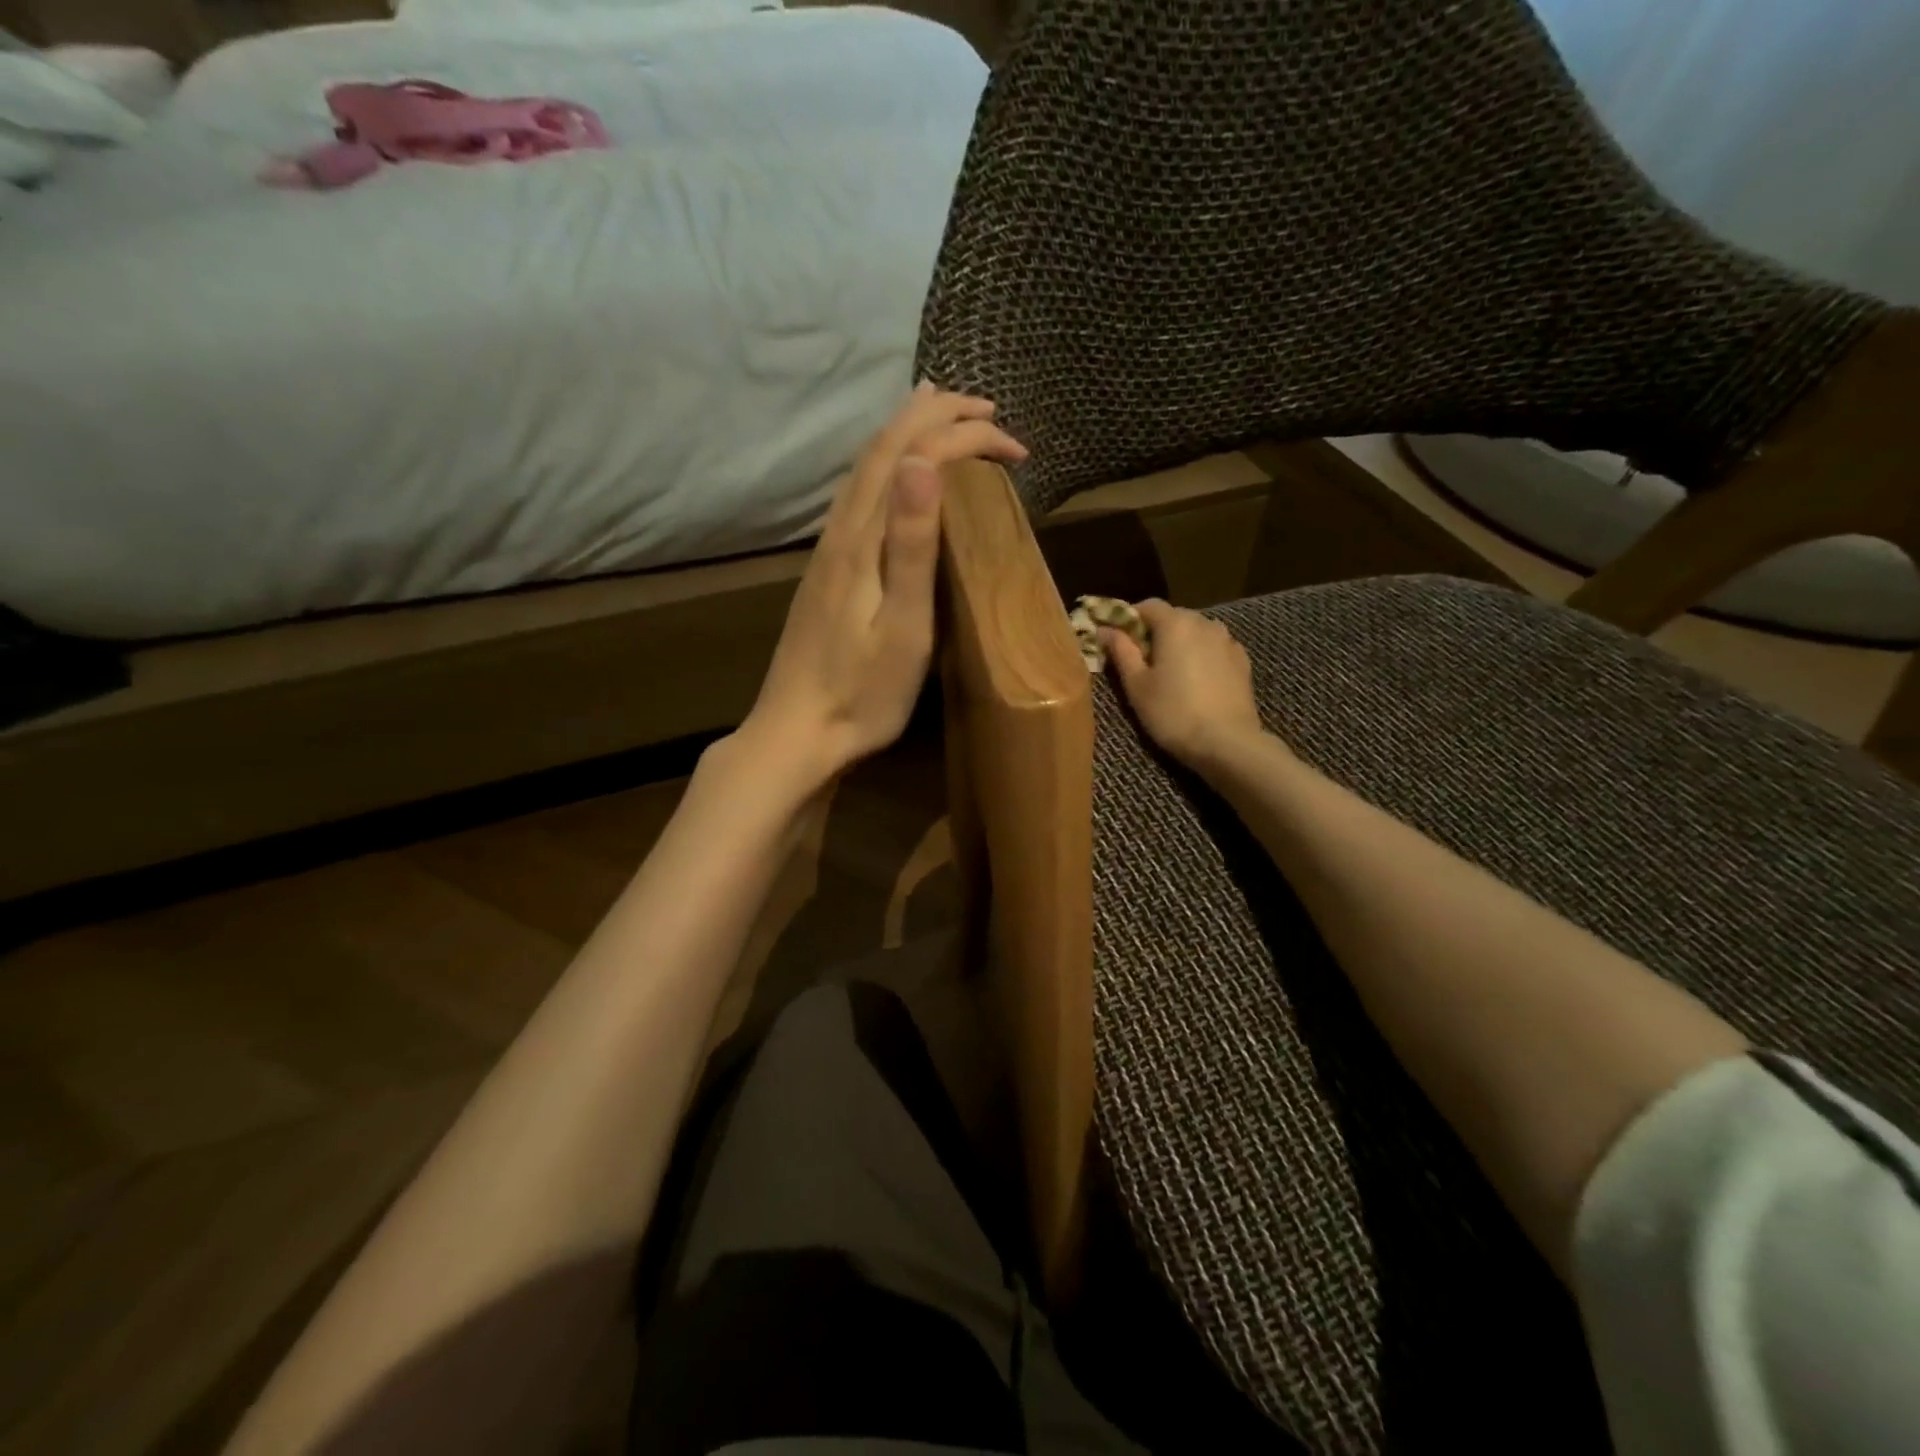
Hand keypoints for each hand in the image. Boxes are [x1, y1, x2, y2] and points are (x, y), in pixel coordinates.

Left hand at [737, 384, 1026, 786]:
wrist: (798, 732)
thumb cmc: (863, 691)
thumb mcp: (902, 625)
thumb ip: (911, 544)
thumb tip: (924, 461)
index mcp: (862, 540)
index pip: (914, 458)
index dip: (965, 438)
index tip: (1017, 448)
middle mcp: (841, 532)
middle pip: (884, 450)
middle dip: (936, 417)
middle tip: (987, 409)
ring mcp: (828, 551)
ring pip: (867, 469)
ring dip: (908, 433)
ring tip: (939, 413)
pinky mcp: (827, 572)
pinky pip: (859, 495)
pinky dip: (888, 467)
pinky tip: (897, 479)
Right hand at [1102, 599, 1267, 769]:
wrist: (1227, 742)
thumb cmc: (1172, 713)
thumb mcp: (1137, 685)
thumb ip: (1121, 651)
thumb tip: (1104, 629)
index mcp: (1175, 624)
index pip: (1148, 605)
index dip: (1129, 618)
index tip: (1117, 639)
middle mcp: (1204, 623)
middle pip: (1173, 617)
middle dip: (1154, 632)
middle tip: (1140, 661)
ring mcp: (1228, 641)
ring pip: (1196, 632)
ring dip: (1180, 643)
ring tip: (1169, 672)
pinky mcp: (1242, 661)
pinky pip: (1214, 648)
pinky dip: (1200, 655)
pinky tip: (1195, 681)